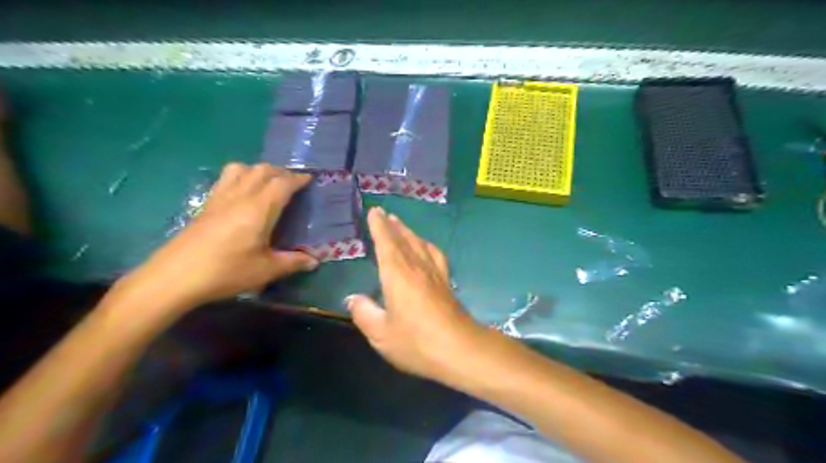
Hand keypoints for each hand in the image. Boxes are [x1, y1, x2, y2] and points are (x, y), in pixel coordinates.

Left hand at [121, 163, 318, 310]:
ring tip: (268, 183)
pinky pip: (226, 178)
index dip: (298, 179)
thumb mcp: (266, 270)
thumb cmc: (226, 271)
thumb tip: (314, 261)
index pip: (282, 184)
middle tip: (293, 183)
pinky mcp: (206, 205)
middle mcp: (240, 196)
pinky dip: (241, 176)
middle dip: (281, 171)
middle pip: (262, 170)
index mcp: (258, 209)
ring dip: (259, 170)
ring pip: (241, 168)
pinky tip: (243, 194)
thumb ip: (293, 262)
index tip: (310, 179)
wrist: (174, 277)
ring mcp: (219, 198)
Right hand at [345, 209, 485, 380]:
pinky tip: (426, 247)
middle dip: (392, 225)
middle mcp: (417, 267)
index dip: (379, 227)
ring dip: (408, 232)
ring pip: (420, 244)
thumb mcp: (381, 334)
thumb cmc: (416, 342)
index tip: (374, 212)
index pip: (386, 244)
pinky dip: (427, 245)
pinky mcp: (446, 282)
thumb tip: (353, 298)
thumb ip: (364, 313)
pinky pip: (435, 254)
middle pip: (404, 240)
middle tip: (384, 213)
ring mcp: (435, 273)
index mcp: (398, 275)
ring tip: (400, 224)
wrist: (459, 349)